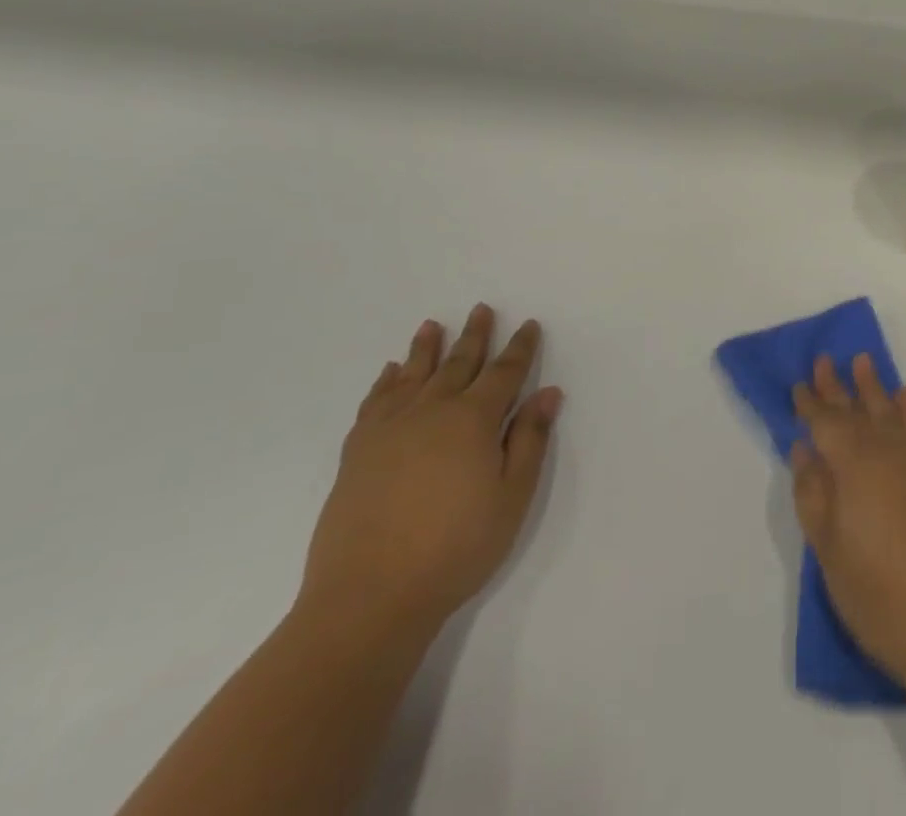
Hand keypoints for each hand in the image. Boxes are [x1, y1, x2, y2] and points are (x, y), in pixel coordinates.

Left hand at [296, 305, 562, 645]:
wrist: (369, 597)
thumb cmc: (456, 548)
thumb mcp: (511, 497)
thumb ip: (530, 440)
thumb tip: (548, 393)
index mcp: (473, 420)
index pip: (504, 372)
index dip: (520, 348)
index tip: (529, 325)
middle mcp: (432, 411)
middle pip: (458, 363)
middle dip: (475, 335)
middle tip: (481, 308)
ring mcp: (389, 429)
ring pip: (413, 375)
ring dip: (426, 348)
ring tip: (432, 325)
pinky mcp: (357, 452)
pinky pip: (375, 402)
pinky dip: (385, 382)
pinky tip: (391, 373)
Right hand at [790, 354, 905, 695]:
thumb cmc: (884, 598)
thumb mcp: (831, 554)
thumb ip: (814, 495)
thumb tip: (803, 450)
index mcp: (855, 465)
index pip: (825, 423)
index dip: (810, 404)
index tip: (798, 384)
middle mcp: (889, 450)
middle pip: (857, 409)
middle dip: (838, 385)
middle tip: (825, 359)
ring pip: (891, 409)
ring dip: (874, 386)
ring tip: (863, 361)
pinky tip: (904, 399)